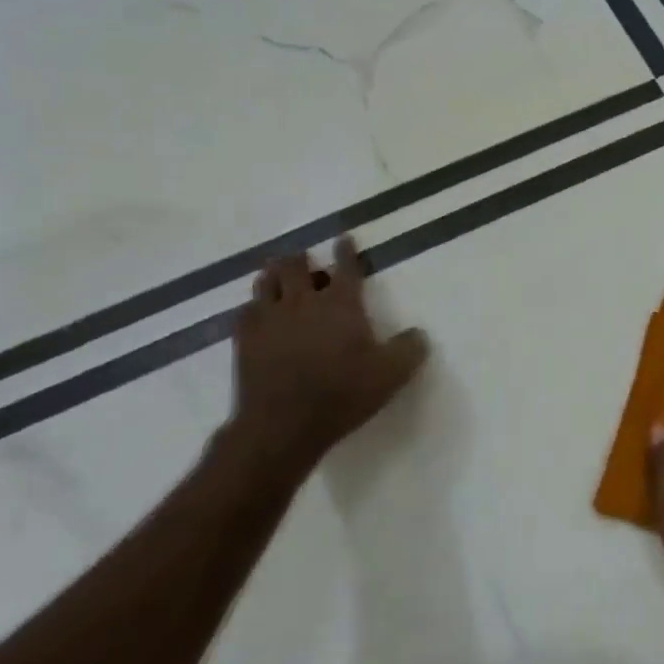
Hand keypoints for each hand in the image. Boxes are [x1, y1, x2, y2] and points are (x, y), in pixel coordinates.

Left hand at [227, 236, 429, 475]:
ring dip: (275, 276)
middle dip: (301, 259)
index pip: (346, 267)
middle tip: (305, 262)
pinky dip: (255, 306)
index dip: (346, 251)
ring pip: (266, 281)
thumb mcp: (391, 375)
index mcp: (341, 304)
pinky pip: (246, 310)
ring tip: (279, 278)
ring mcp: (269, 318)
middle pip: (295, 266)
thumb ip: (410, 349)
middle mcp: (303, 301)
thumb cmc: (343, 394)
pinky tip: (258, 315)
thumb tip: (419, 333)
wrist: (283, 425)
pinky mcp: (244, 339)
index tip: (344, 239)